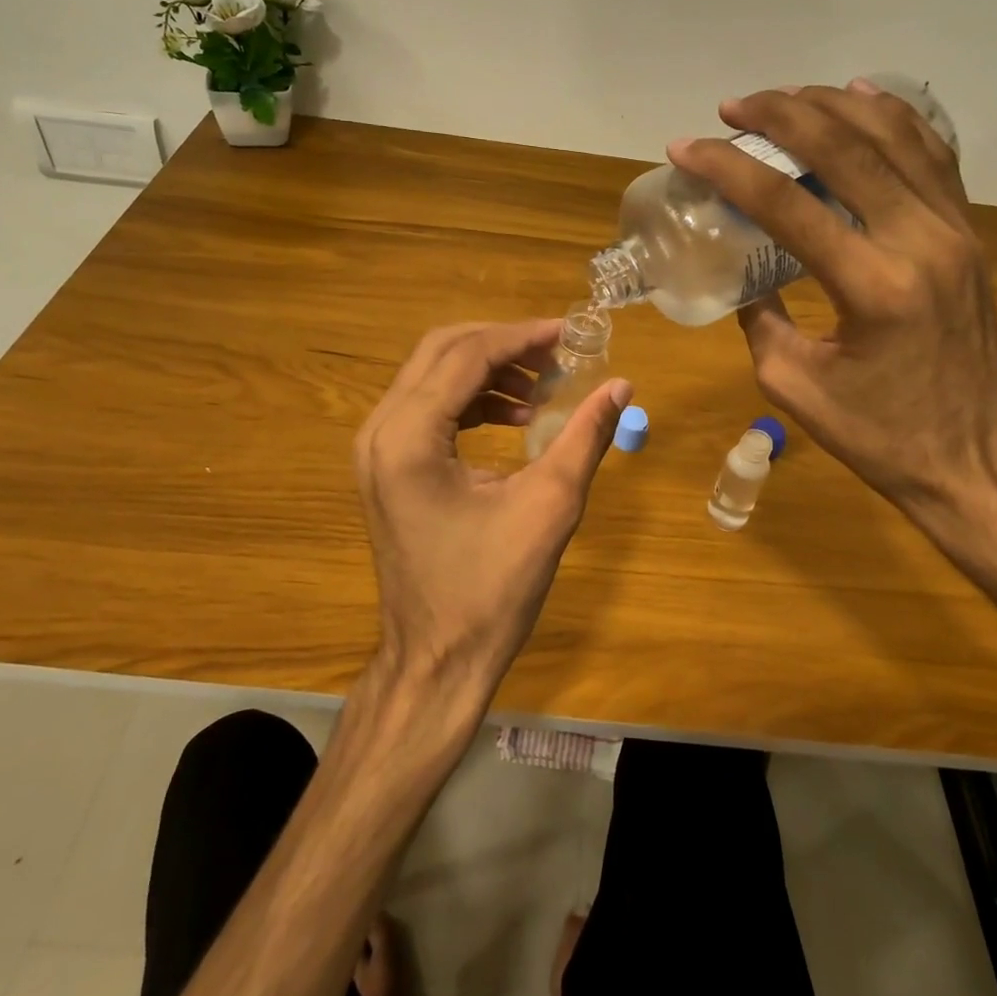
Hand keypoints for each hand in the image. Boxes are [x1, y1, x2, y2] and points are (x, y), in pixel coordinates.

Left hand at [354, 321, 631, 707]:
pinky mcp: (386, 467)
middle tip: (556, 354)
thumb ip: (585, 437)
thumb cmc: (491, 591)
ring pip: (432, 375)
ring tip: (542, 389)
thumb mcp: (549, 507)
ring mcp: (376, 450)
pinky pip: (428, 408)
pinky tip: (515, 418)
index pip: (467, 355)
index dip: (523, 337)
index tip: (570, 333)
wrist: (436, 662)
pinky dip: (472, 399)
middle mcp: (380, 431)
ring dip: (488, 370)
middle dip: (502, 344)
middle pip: (441, 351)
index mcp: (409, 437)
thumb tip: (620, 385)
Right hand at [670, 81, 996, 529]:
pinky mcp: (969, 234)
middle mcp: (921, 241)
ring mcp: (955, 231)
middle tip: (732, 108)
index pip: (785, 204)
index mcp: (872, 286)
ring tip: (784, 98)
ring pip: (894, 136)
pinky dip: (895, 118)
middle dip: (779, 115)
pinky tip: (862, 98)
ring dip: (833, 105)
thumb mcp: (792, 385)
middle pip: (844, 148)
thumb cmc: (877, 435)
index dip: (727, 168)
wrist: (970, 460)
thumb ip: (760, 317)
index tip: (685, 148)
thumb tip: (746, 271)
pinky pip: (934, 155)